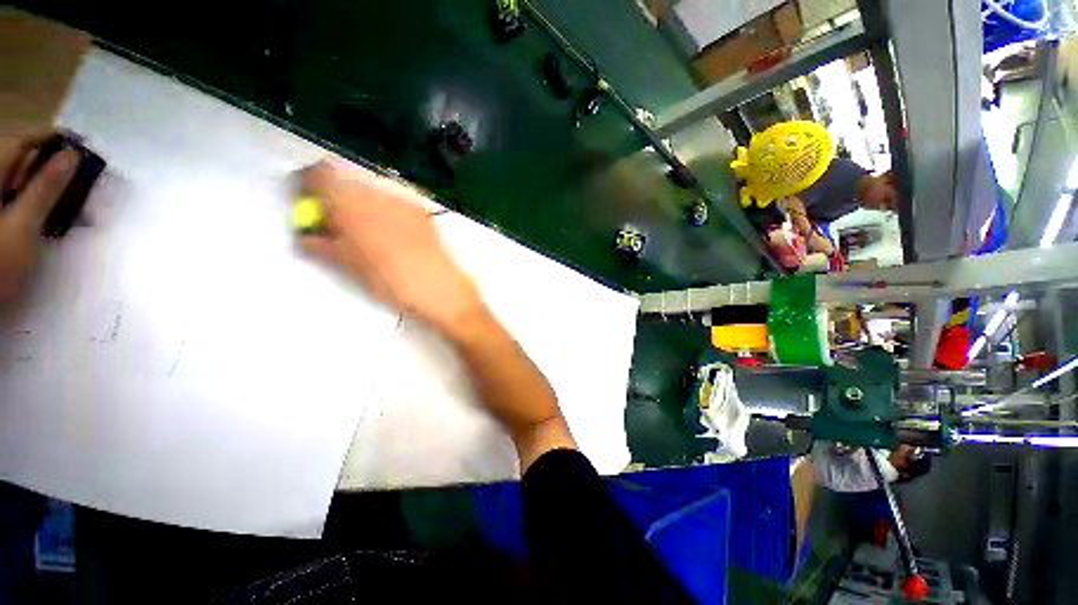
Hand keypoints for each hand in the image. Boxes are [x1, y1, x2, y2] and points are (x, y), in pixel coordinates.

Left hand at [0, 133, 78, 302]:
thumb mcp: (23, 227)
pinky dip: (40, 207)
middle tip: (86, 181)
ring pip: (23, 185)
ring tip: (76, 205)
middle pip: (23, 164)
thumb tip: (72, 157)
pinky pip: (22, 204)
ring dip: (50, 191)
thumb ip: (45, 188)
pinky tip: (56, 219)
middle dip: (54, 170)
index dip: (50, 140)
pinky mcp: (3, 222)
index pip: (22, 143)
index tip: (81, 145)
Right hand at [300, 160, 482, 335]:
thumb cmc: (393, 282)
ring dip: (361, 207)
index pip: (321, 175)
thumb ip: (323, 246)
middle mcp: (378, 195)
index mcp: (353, 206)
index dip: (309, 185)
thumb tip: (306, 237)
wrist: (441, 289)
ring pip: (371, 193)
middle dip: (337, 200)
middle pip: (347, 183)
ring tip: (366, 235)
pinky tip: (390, 235)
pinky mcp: (421, 212)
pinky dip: (383, 212)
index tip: (308, 204)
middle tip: (337, 227)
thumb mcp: (351, 267)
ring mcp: (404, 202)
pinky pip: (393, 203)